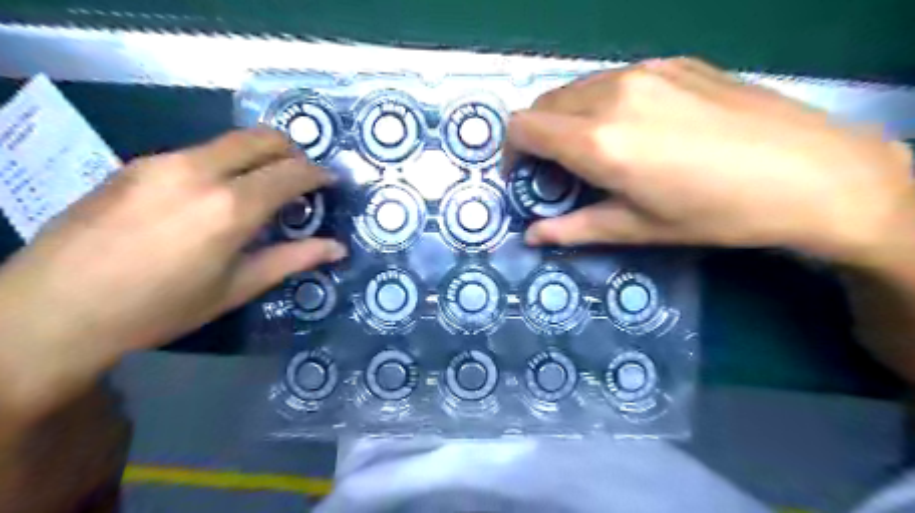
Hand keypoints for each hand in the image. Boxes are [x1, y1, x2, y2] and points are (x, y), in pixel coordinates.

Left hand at [0, 128, 347, 420]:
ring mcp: (164, 162)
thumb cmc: (160, 308)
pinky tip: (216, 195)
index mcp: (231, 207)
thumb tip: (338, 248)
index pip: (292, 172)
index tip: (331, 182)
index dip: (318, 174)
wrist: (55, 309)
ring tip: (262, 189)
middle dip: (293, 152)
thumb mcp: (237, 287)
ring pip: (231, 141)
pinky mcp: (138, 164)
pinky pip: (200, 152)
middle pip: (263, 138)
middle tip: (302, 179)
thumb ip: (292, 259)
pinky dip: (226, 163)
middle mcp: (200, 171)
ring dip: (259, 156)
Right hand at [508, 57, 914, 262]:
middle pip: (543, 104)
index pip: (522, 126)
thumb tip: (530, 236)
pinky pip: (612, 79)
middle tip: (559, 171)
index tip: (525, 177)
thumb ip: (572, 229)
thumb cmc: (714, 213)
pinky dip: (601, 104)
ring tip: (596, 150)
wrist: (811, 173)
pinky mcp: (672, 62)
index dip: (511, 153)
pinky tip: (635, 128)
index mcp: (598, 140)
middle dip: (537, 138)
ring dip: (567, 119)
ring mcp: (645, 71)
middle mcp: (612, 95)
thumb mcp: (635, 229)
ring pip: (575, 88)